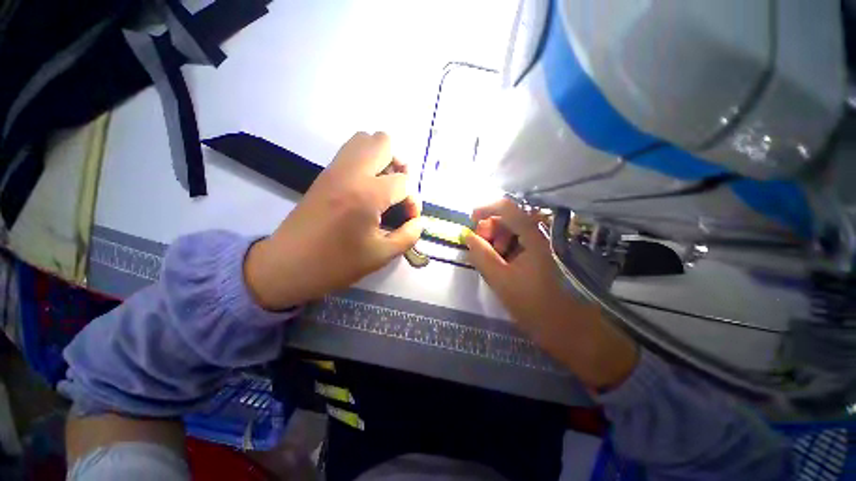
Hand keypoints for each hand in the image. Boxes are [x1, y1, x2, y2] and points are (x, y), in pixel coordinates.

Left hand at [245, 132, 422, 309]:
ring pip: (365, 139)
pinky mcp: (325, 174)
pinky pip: (351, 151)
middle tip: (399, 191)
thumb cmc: (336, 264)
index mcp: (367, 194)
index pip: (404, 183)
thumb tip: (418, 222)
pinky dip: (366, 161)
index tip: (409, 219)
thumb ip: (408, 236)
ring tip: (385, 186)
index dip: (414, 201)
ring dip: (382, 158)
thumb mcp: (381, 256)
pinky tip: (368, 187)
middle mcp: (351, 172)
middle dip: (401, 164)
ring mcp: (335, 169)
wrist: (287, 265)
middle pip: (384, 142)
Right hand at [464, 199, 637, 389]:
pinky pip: (518, 241)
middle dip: (490, 228)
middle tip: (480, 247)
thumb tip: (466, 235)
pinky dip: (505, 247)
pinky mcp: (541, 254)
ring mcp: (541, 244)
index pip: (507, 208)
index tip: (469, 221)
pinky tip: (500, 263)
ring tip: (491, 259)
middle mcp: (539, 234)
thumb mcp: (500, 279)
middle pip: (509, 217)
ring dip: (497, 239)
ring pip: (513, 230)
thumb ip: (481, 255)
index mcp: (533, 236)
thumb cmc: (533, 304)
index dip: (485, 209)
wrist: (567, 328)